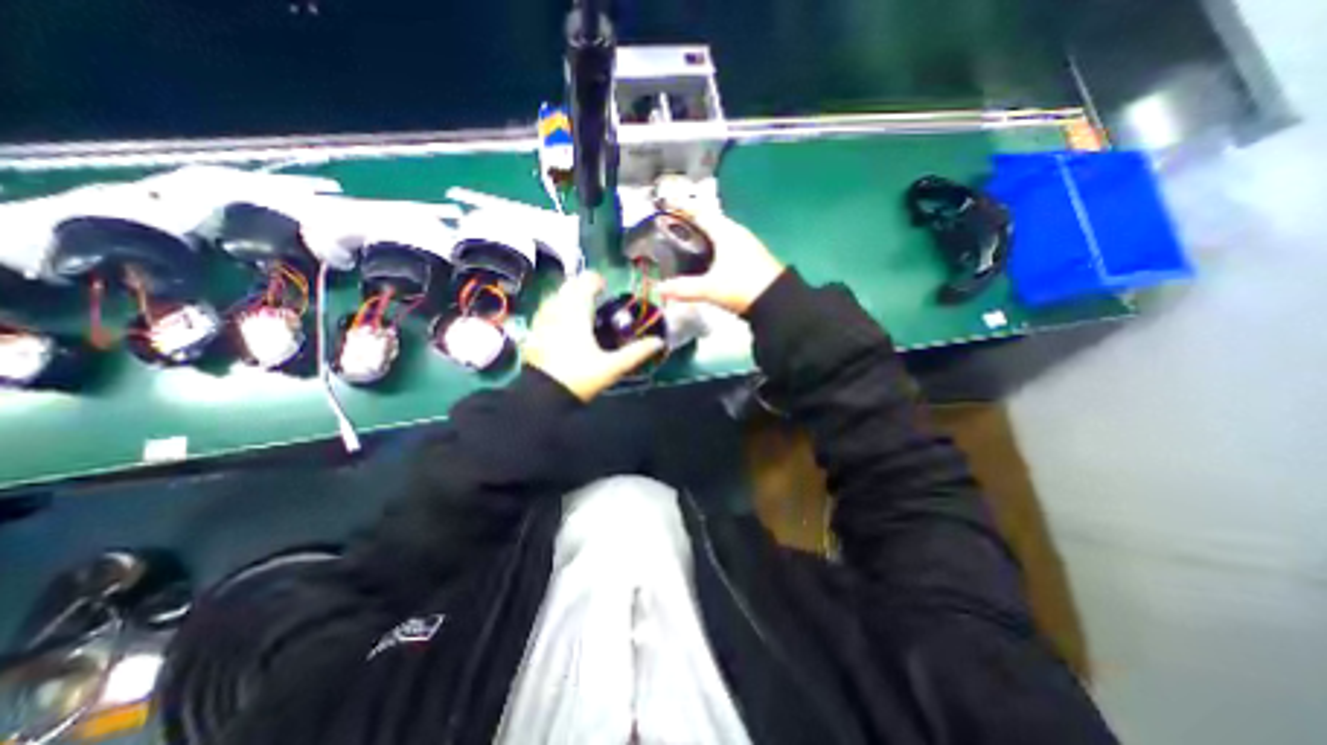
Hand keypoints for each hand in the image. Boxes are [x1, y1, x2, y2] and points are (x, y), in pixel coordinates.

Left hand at [518, 270, 664, 401]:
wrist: (543, 397)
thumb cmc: (579, 378)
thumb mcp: (612, 367)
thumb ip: (636, 353)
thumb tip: (659, 342)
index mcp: (577, 314)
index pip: (586, 282)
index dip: (596, 281)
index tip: (606, 289)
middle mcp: (557, 310)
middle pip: (569, 285)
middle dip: (582, 287)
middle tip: (595, 299)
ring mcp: (542, 320)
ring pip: (555, 295)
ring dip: (568, 296)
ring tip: (580, 309)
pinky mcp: (533, 331)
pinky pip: (544, 310)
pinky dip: (555, 308)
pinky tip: (561, 321)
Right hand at [654, 210, 779, 314]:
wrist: (777, 302)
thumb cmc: (742, 287)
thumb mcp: (710, 288)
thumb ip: (683, 288)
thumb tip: (659, 289)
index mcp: (726, 232)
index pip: (700, 212)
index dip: (682, 207)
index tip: (666, 203)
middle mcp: (736, 233)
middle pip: (709, 221)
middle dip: (690, 222)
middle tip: (670, 226)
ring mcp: (745, 245)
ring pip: (718, 234)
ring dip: (702, 235)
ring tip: (684, 242)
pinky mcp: (750, 258)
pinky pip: (725, 245)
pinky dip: (712, 247)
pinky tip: (705, 259)